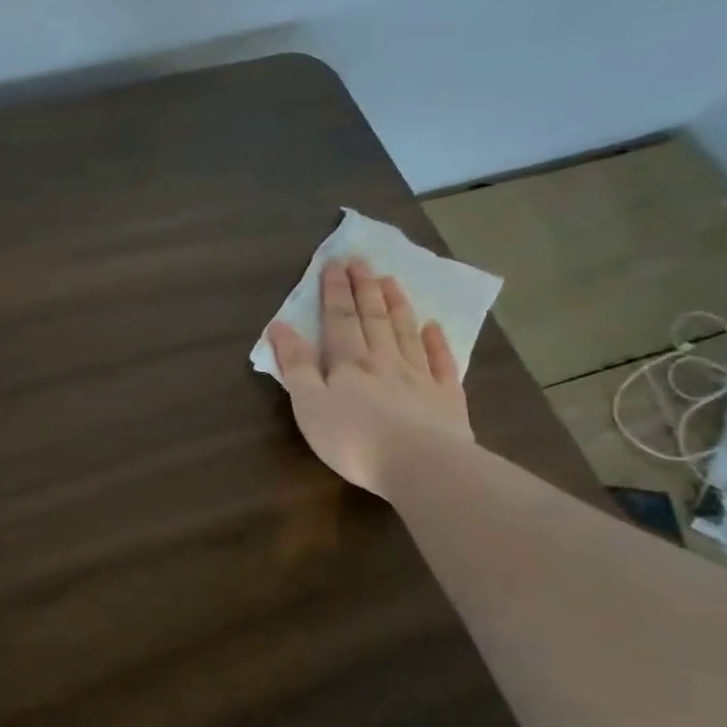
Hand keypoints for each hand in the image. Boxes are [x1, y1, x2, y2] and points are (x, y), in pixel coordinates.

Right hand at [266, 256, 471, 496]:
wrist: (421, 466)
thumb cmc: (353, 439)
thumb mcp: (308, 404)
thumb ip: (296, 365)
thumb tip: (279, 326)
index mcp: (348, 363)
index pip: (339, 319)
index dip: (335, 291)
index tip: (334, 264)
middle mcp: (384, 361)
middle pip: (373, 318)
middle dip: (364, 288)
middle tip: (360, 261)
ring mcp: (419, 378)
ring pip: (405, 333)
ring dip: (396, 305)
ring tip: (390, 281)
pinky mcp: (446, 399)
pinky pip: (440, 363)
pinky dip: (436, 342)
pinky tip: (433, 327)